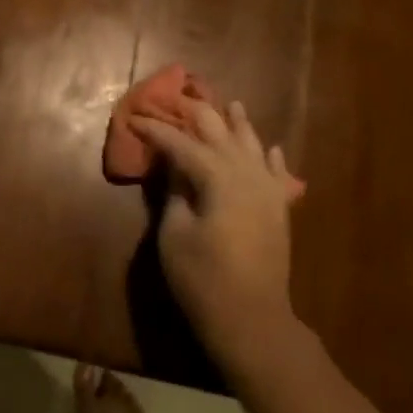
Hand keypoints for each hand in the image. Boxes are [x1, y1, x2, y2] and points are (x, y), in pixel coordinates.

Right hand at [131, 100, 297, 368]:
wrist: (252, 318)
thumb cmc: (202, 278)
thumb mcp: (174, 235)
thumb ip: (175, 194)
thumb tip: (175, 168)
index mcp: (218, 178)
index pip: (182, 144)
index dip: (157, 130)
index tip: (134, 118)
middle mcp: (247, 174)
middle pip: (221, 134)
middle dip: (198, 113)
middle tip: (180, 95)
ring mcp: (268, 191)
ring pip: (253, 146)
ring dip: (238, 124)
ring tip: (230, 103)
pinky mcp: (278, 209)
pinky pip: (277, 173)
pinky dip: (270, 156)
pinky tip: (269, 146)